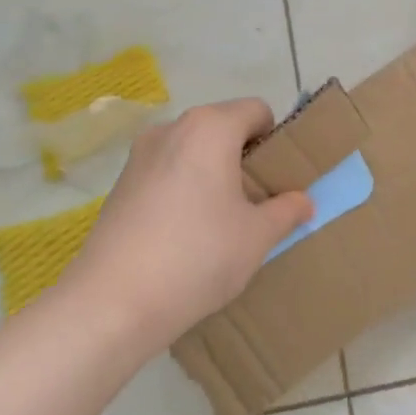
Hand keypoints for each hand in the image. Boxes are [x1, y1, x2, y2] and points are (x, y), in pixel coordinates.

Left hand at [61, 99, 311, 348]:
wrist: (113, 303)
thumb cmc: (198, 256)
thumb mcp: (257, 236)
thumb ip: (286, 210)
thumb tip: (302, 201)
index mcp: (210, 128)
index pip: (257, 111)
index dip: (275, 140)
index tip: (277, 179)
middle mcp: (172, 128)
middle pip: (222, 127)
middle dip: (243, 158)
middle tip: (254, 203)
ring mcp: (140, 154)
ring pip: (192, 150)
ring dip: (212, 172)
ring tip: (218, 221)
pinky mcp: (120, 183)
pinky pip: (166, 171)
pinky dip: (183, 187)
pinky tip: (183, 233)